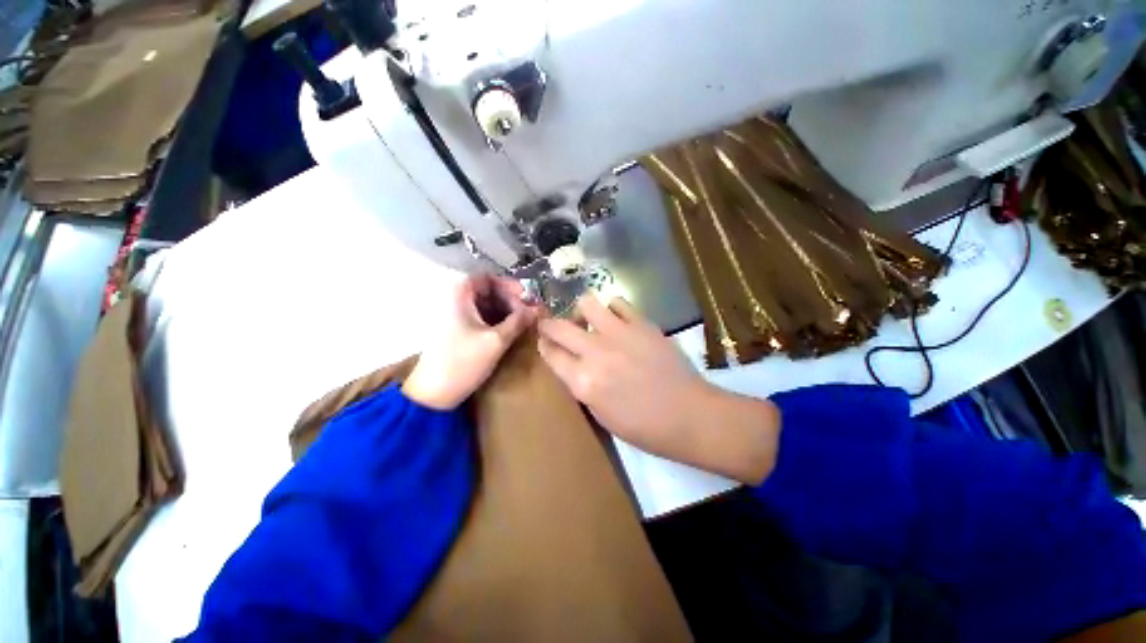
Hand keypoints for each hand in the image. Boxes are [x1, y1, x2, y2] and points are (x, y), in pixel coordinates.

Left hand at [403, 275, 538, 409]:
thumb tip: (537, 309)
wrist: (433, 394)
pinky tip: (510, 331)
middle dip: (509, 299)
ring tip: (523, 322)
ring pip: (485, 306)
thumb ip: (518, 321)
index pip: (485, 278)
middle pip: (486, 291)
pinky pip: (481, 319)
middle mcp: (455, 302)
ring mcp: (456, 318)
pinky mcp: (458, 333)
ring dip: (505, 311)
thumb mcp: (496, 340)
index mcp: (459, 297)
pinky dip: (497, 321)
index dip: (507, 284)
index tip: (524, 295)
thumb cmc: (463, 362)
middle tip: (527, 311)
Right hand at [537, 295, 780, 483]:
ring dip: (583, 312)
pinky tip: (617, 321)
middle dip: (550, 324)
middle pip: (559, 327)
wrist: (688, 414)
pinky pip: (618, 303)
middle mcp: (595, 352)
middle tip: (554, 326)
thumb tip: (573, 364)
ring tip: (591, 322)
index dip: (544, 345)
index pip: (550, 354)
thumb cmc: (643, 426)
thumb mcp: (600, 414)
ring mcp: (619, 334)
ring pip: (587, 303)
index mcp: (583, 382)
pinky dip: (612, 309)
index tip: (544, 341)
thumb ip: (581, 384)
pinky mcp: (641, 323)